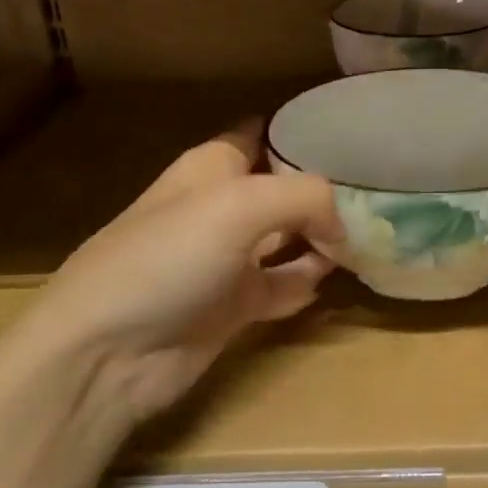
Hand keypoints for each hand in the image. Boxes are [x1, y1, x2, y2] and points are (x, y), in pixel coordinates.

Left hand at [0, 123, 341, 429]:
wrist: (108, 352)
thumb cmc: (169, 258)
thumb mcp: (241, 205)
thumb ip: (306, 198)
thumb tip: (342, 230)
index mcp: (212, 168)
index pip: (264, 135)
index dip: (304, 135)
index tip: (355, 141)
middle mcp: (221, 208)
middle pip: (284, 189)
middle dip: (325, 193)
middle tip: (379, 199)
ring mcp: (228, 259)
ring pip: (289, 238)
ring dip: (323, 241)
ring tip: (368, 242)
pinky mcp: (235, 306)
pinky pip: (283, 286)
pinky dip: (305, 283)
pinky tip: (327, 282)